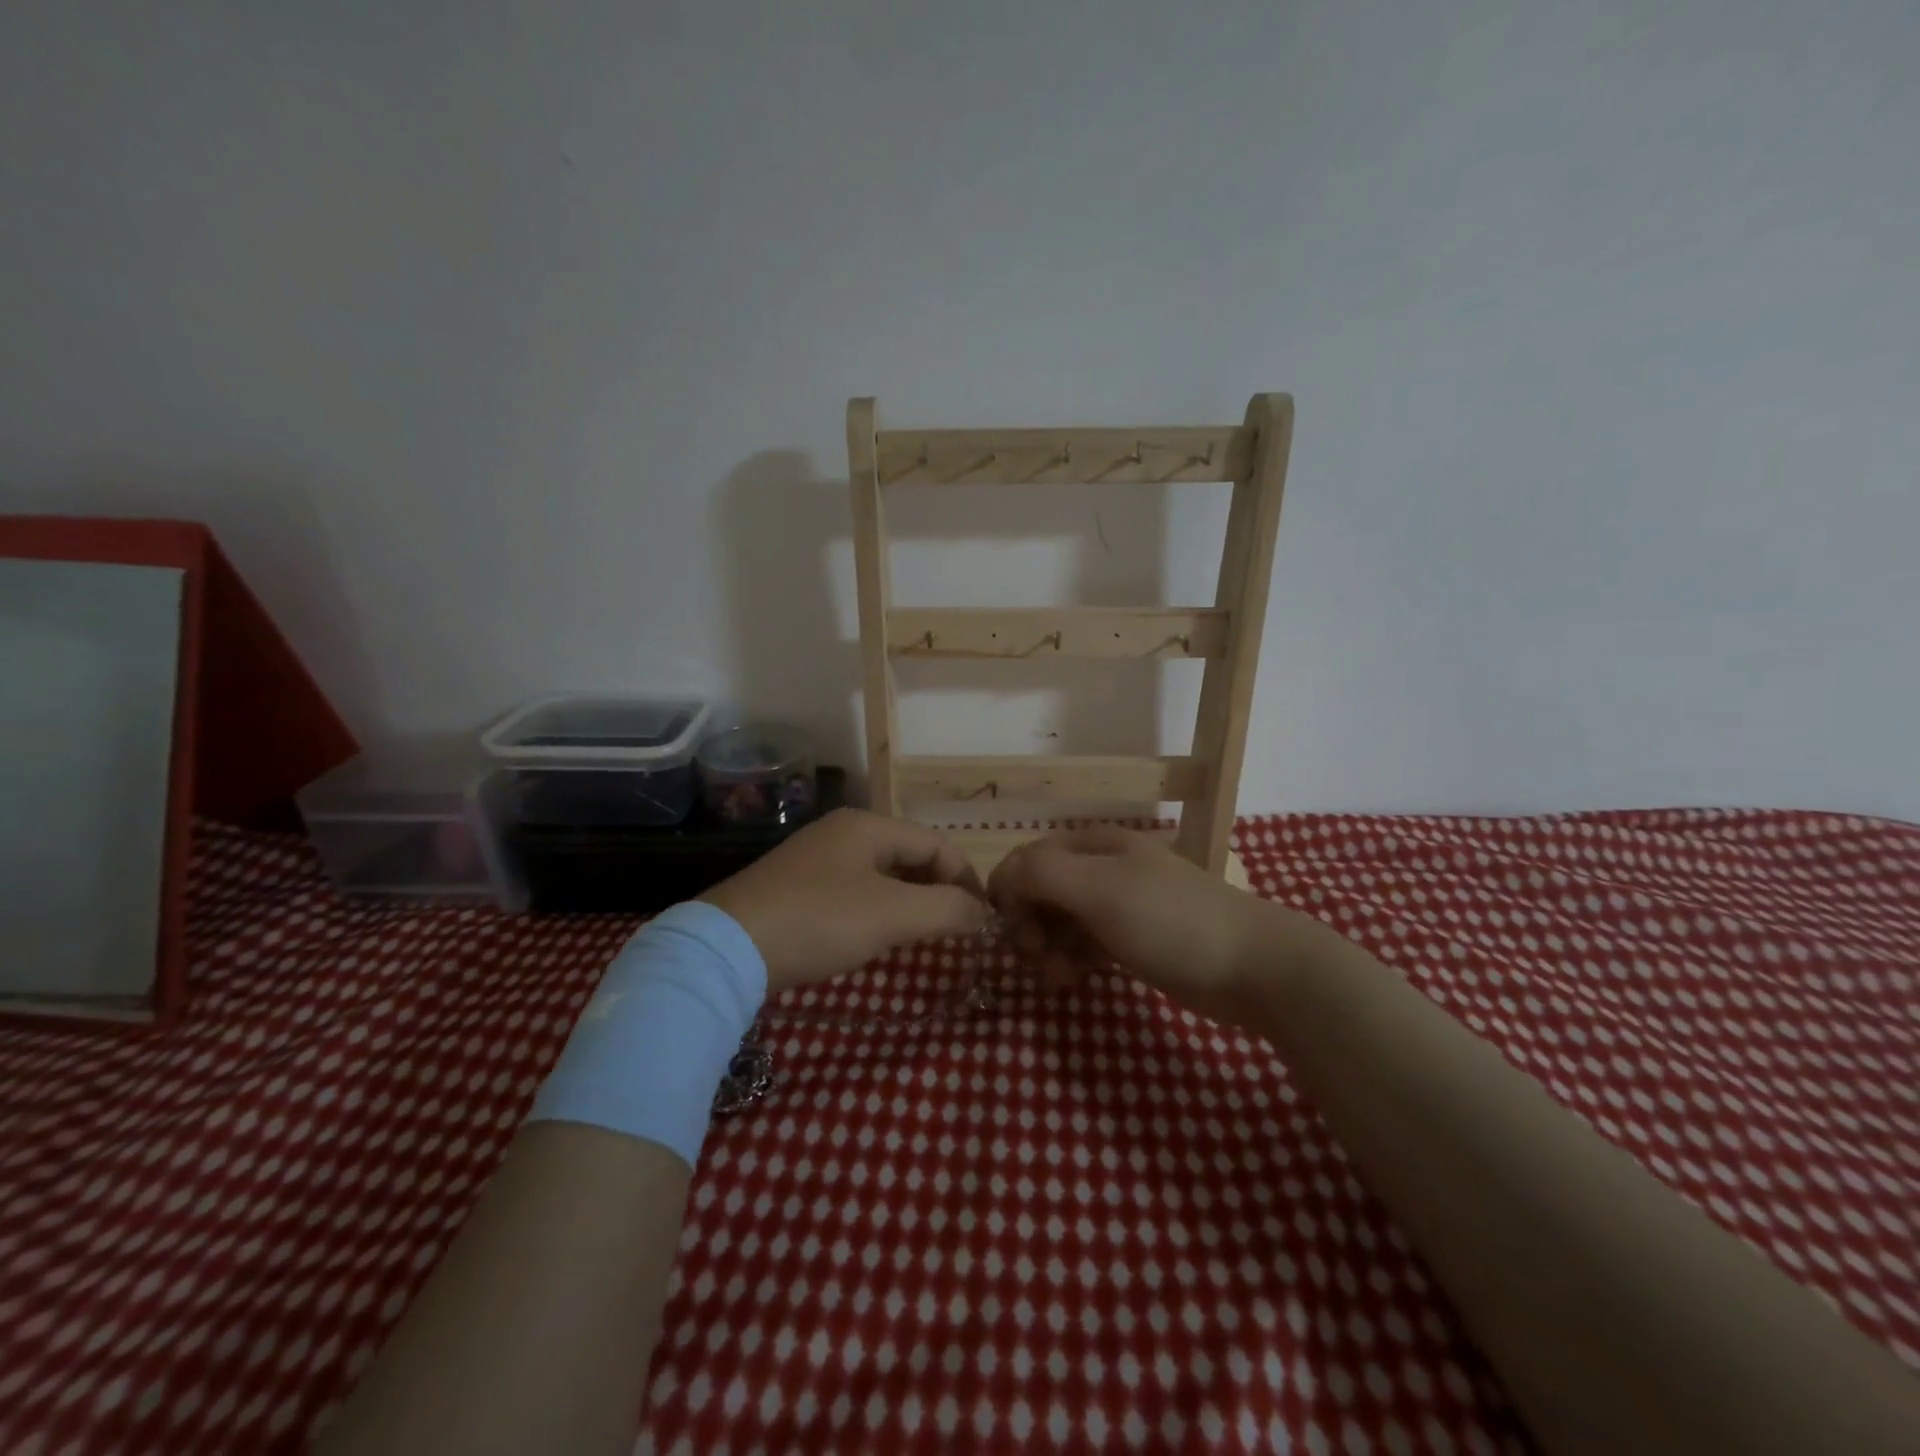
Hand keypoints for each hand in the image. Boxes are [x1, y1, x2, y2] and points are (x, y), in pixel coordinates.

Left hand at [701, 808, 989, 992]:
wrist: (728, 949)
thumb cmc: (819, 920)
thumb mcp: (892, 914)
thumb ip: (946, 909)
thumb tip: (982, 912)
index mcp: (868, 826)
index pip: (936, 843)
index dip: (966, 877)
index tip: (983, 917)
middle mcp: (843, 832)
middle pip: (909, 854)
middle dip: (938, 889)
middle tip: (957, 928)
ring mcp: (816, 858)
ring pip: (882, 874)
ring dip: (910, 900)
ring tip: (925, 934)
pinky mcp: (796, 886)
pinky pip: (855, 890)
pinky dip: (879, 908)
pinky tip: (878, 935)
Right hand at [987, 825, 1280, 1024]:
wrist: (1252, 967)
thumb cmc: (1170, 920)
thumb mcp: (1100, 889)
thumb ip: (1042, 873)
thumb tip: (1002, 877)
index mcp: (1094, 846)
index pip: (1029, 858)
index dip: (1010, 890)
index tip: (1009, 929)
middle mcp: (1102, 869)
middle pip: (1042, 891)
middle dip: (1029, 925)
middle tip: (1036, 958)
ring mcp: (1119, 906)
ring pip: (1061, 922)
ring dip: (1048, 949)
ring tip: (1058, 978)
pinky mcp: (1133, 941)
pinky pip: (1085, 945)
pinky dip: (1072, 961)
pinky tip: (1076, 981)